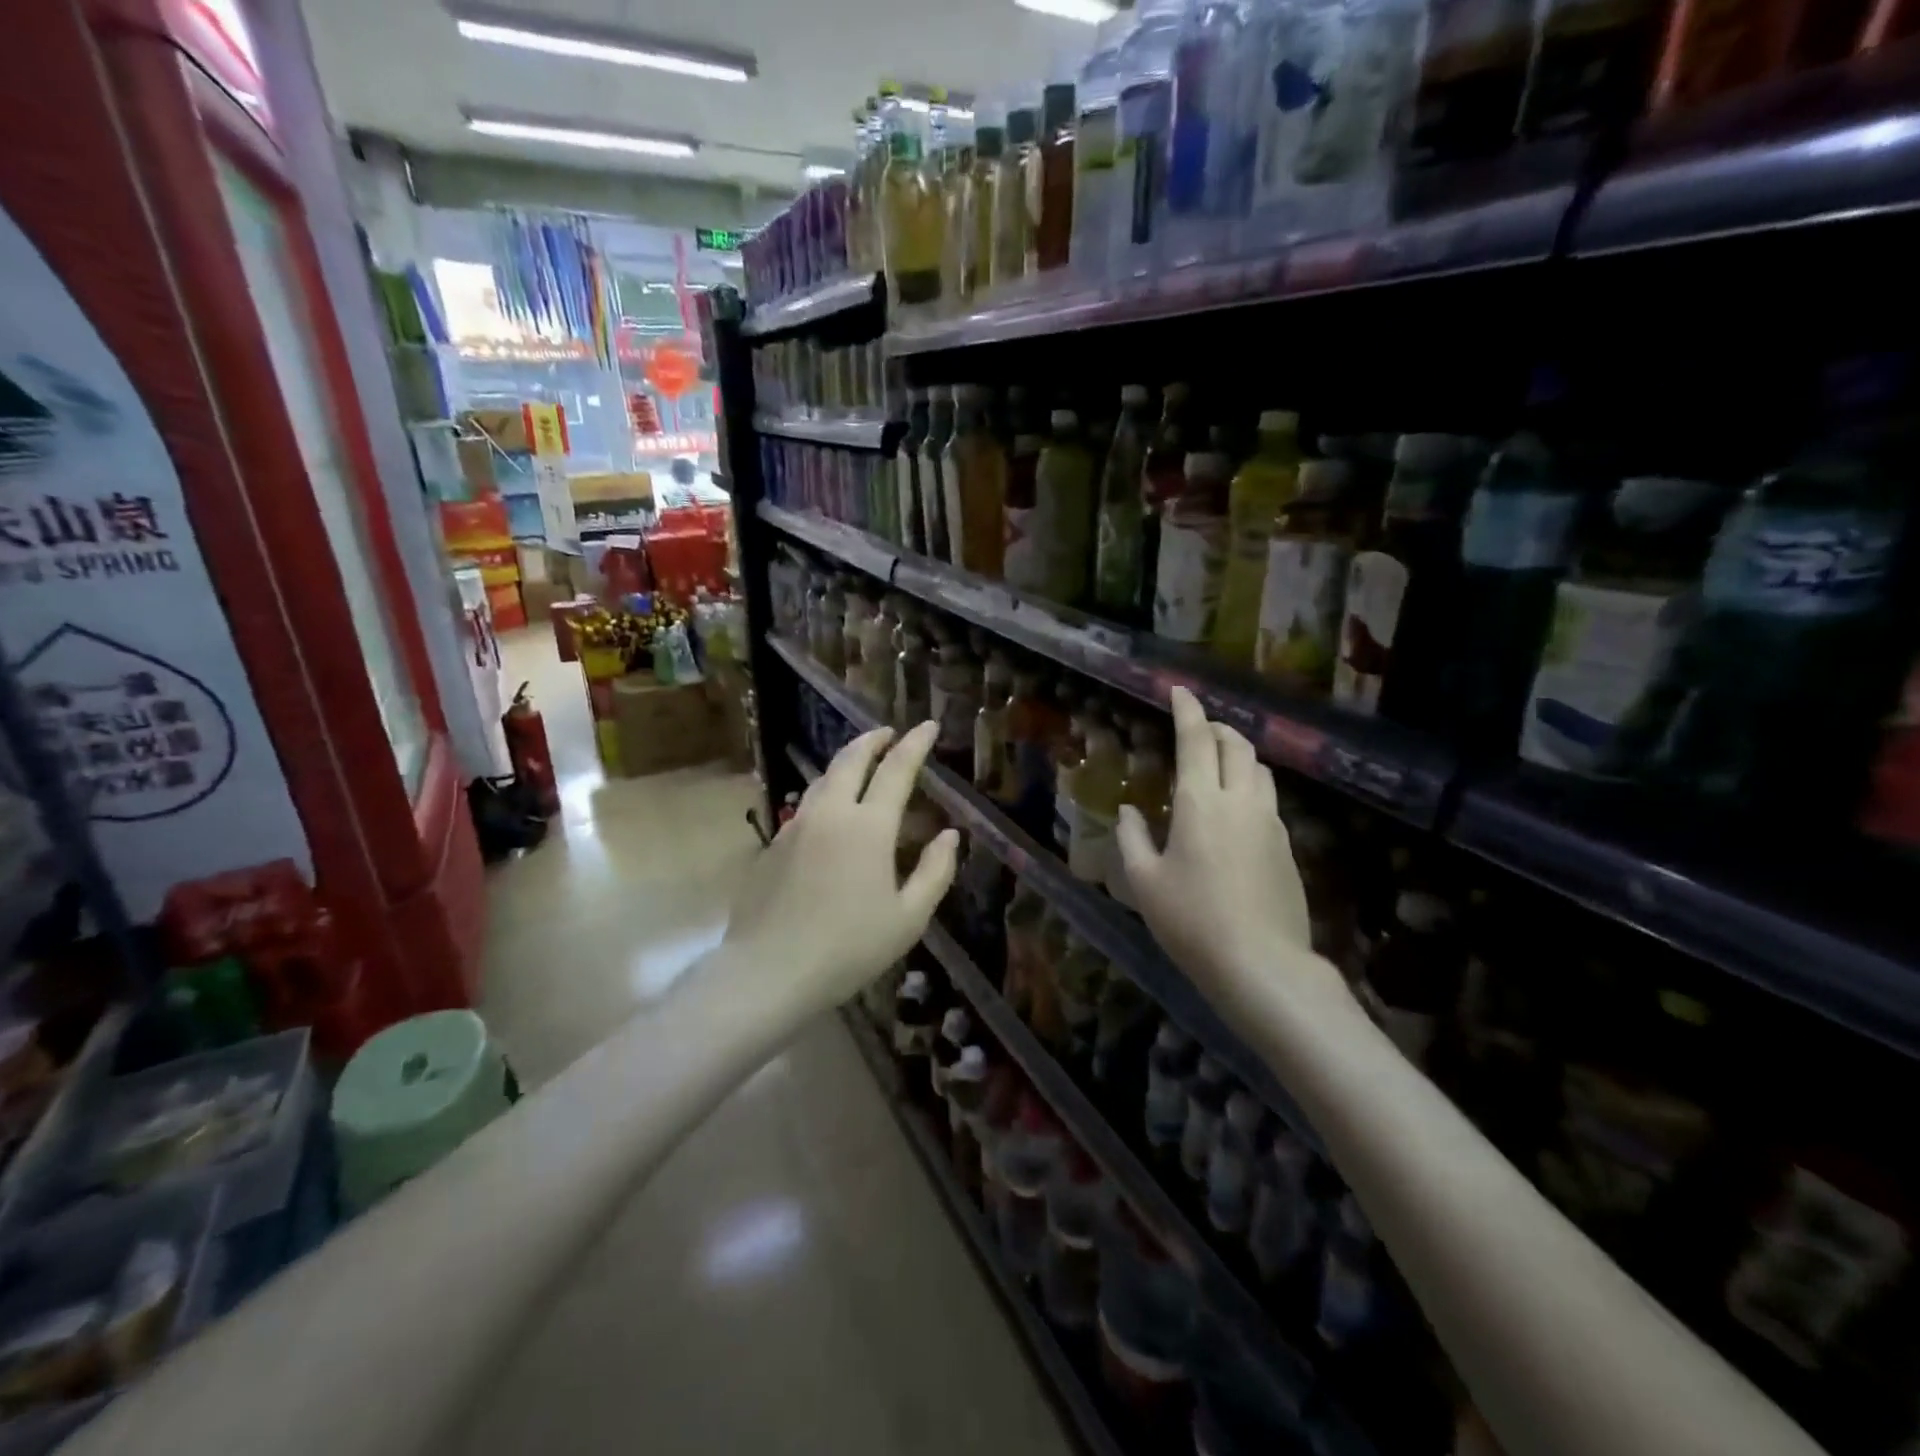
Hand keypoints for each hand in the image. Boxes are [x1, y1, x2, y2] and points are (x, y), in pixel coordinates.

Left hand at [724, 722, 958, 1019]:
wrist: (769, 970)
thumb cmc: (849, 947)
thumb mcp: (908, 918)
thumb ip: (934, 872)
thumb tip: (949, 835)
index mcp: (869, 826)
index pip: (896, 769)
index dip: (915, 744)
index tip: (928, 725)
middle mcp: (831, 813)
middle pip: (851, 759)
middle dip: (873, 740)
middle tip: (889, 733)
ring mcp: (796, 826)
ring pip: (823, 778)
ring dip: (846, 762)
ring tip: (861, 763)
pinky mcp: (773, 845)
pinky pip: (805, 805)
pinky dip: (825, 793)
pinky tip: (830, 813)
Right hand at [1116, 688, 1342, 1025]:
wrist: (1262, 964)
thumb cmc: (1191, 920)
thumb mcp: (1144, 881)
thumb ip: (1133, 837)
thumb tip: (1130, 810)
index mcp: (1200, 802)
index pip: (1196, 739)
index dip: (1188, 710)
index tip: (1180, 690)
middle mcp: (1241, 801)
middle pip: (1237, 745)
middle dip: (1217, 728)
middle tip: (1198, 730)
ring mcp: (1270, 823)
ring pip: (1260, 770)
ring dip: (1239, 755)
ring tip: (1218, 766)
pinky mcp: (1288, 847)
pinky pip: (1268, 800)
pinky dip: (1250, 787)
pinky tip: (1236, 813)